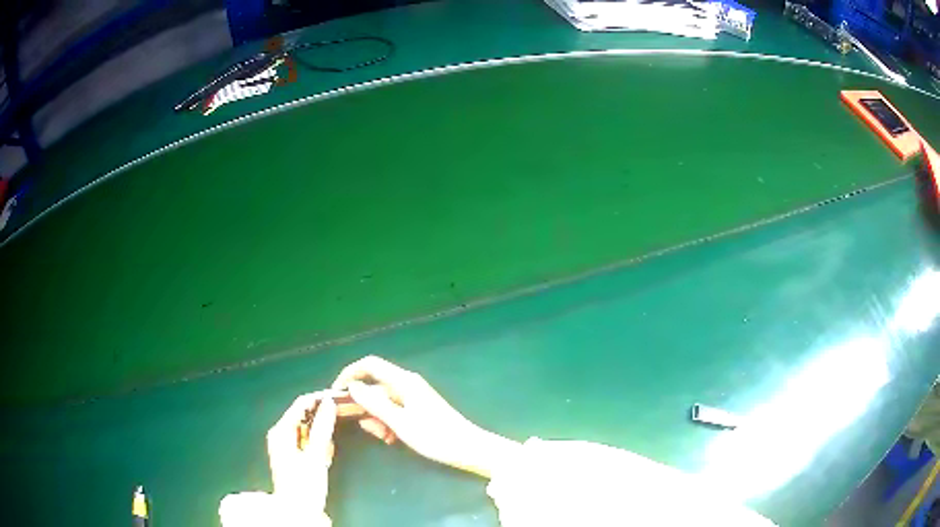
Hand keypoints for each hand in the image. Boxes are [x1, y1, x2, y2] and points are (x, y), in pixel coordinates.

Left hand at [220, 392, 337, 526]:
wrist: (297, 512)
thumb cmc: (304, 485)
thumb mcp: (316, 456)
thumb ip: (322, 428)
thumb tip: (329, 402)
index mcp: (281, 431)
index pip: (301, 403)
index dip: (321, 398)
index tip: (342, 396)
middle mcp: (280, 434)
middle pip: (303, 414)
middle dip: (323, 415)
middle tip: (345, 415)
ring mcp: (285, 445)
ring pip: (307, 428)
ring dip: (322, 430)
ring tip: (337, 436)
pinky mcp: (292, 455)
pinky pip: (307, 440)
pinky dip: (318, 442)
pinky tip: (327, 451)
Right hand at [332, 356, 519, 477]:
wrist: (468, 448)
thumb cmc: (435, 436)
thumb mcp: (400, 423)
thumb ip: (374, 404)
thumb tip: (353, 386)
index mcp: (403, 381)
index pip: (369, 365)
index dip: (349, 374)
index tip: (336, 392)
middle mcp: (406, 385)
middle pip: (374, 387)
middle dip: (365, 407)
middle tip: (367, 429)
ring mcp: (412, 397)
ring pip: (382, 403)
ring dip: (376, 419)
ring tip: (384, 437)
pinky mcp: (417, 410)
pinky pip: (393, 412)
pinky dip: (387, 423)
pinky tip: (392, 439)